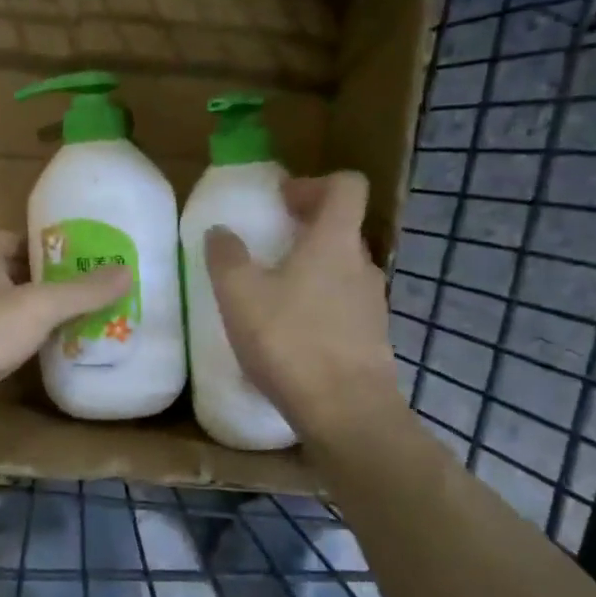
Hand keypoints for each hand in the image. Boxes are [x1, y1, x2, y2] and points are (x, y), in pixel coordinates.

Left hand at [0, 231, 131, 432]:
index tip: (71, 253)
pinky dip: (20, 344)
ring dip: (32, 314)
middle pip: (8, 274)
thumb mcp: (39, 306)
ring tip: (73, 320)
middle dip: (42, 280)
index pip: (7, 238)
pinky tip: (46, 354)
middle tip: (82, 288)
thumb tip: (126, 270)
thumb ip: (82, 291)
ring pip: (3, 310)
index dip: (38, 242)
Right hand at [204, 172, 399, 435]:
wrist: (346, 412)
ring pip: (344, 270)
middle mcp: (362, 265)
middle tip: (271, 245)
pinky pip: (346, 306)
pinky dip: (321, 306)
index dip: (314, 184)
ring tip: (277, 293)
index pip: (347, 186)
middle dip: (308, 228)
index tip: (282, 201)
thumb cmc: (290, 341)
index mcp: (334, 241)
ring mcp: (374, 304)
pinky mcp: (373, 339)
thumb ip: (227, 257)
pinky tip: (293, 334)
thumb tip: (221, 232)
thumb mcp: (240, 295)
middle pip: (343, 228)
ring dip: (314, 270)